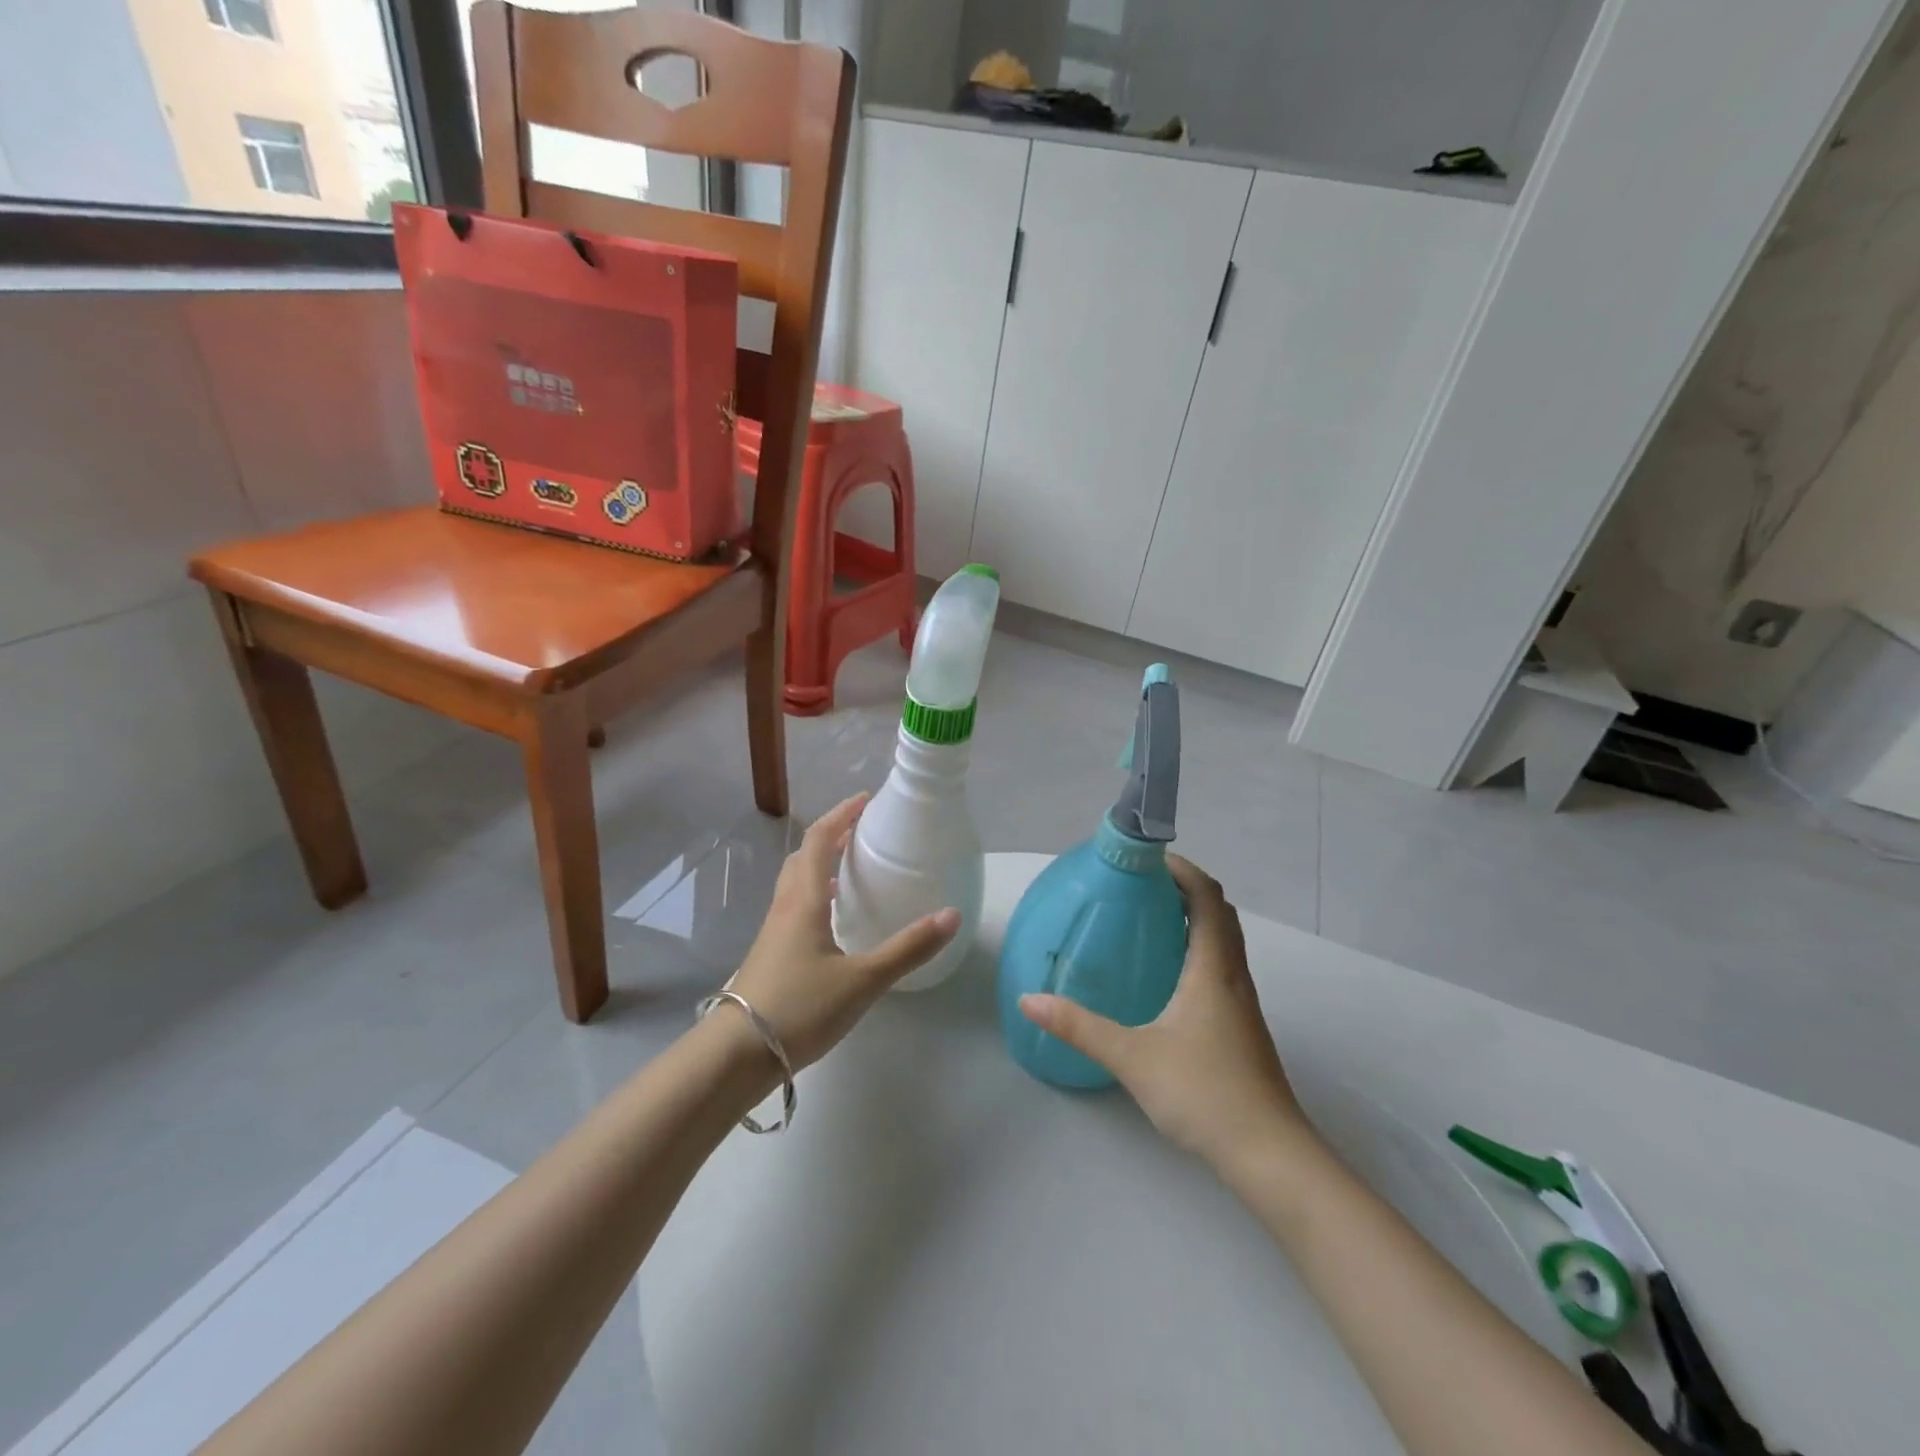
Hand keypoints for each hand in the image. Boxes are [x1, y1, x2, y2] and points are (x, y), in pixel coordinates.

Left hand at [726, 793, 958, 1070]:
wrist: (737, 1054)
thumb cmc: (800, 1008)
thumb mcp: (863, 980)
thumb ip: (908, 949)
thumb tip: (951, 915)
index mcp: (803, 901)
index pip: (818, 841)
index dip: (841, 815)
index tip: (865, 800)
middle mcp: (784, 907)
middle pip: (802, 857)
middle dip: (830, 836)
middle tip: (860, 833)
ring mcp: (772, 932)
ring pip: (794, 883)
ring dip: (818, 865)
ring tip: (848, 870)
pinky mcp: (769, 954)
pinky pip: (793, 908)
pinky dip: (813, 895)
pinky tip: (831, 921)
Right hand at [1018, 856, 1313, 1173]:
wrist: (1269, 1156)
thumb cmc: (1204, 1093)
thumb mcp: (1132, 1056)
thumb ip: (1079, 1026)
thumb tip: (1029, 999)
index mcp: (1213, 968)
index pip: (1207, 897)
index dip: (1182, 869)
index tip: (1145, 859)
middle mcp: (1232, 976)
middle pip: (1219, 913)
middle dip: (1184, 889)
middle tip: (1139, 885)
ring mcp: (1241, 1003)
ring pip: (1223, 941)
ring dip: (1193, 918)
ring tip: (1147, 919)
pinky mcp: (1241, 1027)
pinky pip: (1220, 967)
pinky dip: (1197, 949)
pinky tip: (1165, 975)